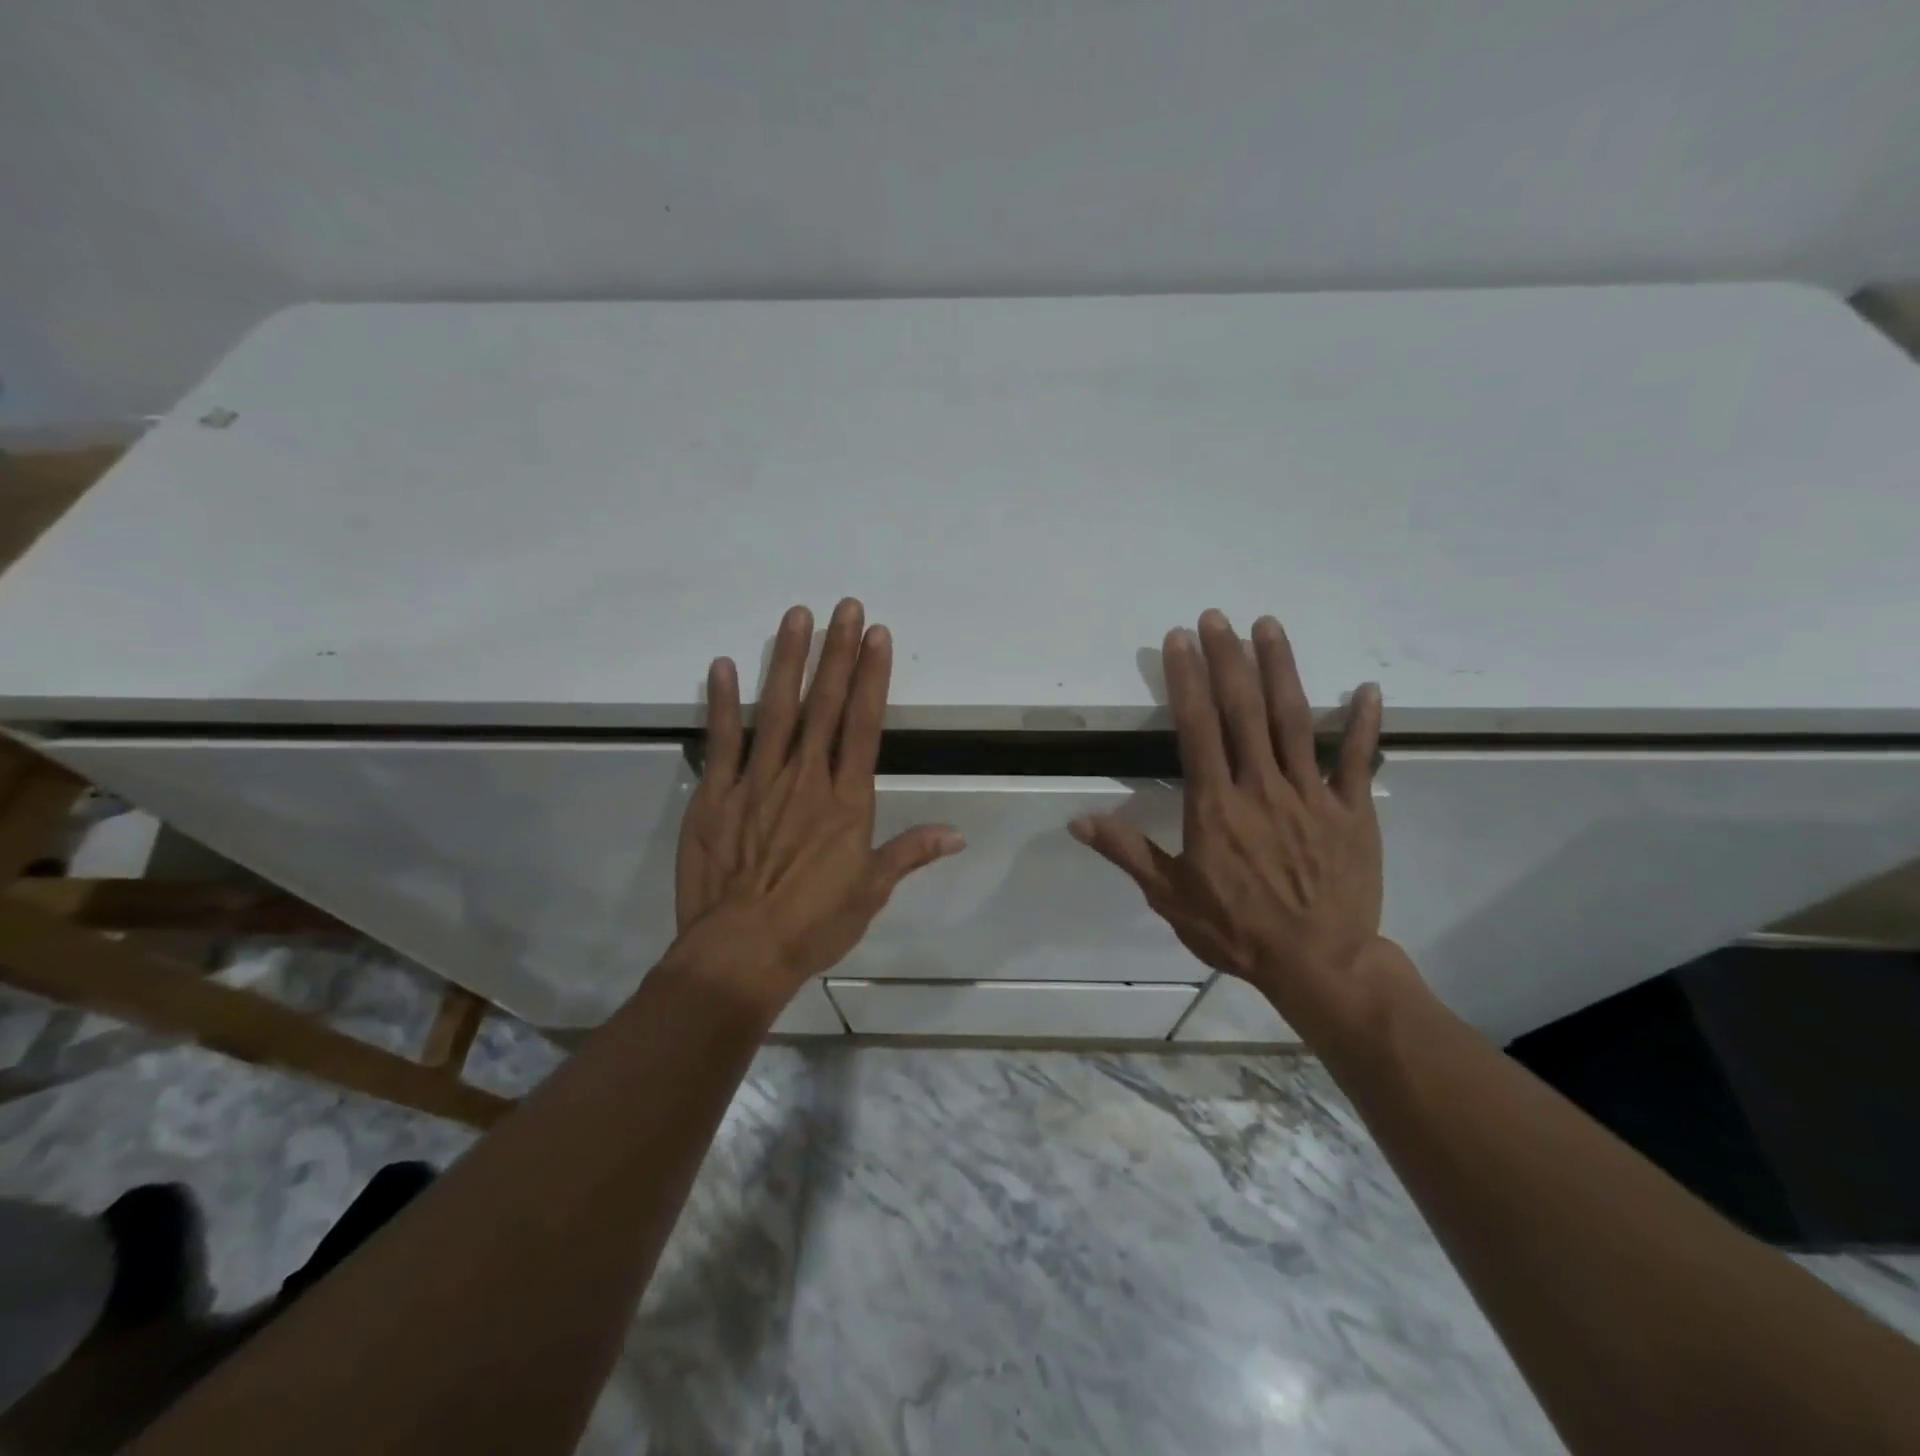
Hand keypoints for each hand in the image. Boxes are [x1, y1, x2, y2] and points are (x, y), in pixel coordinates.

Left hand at [670, 599, 963, 1013]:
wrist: (741, 953)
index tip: (876, 635)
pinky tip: (723, 665)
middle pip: (824, 705)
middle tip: (844, 606)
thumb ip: (910, 853)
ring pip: (776, 710)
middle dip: (837, 652)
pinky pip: (721, 740)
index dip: (871, 676)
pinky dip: (722, 702)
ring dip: (787, 660)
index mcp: (846, 800)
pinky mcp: (715, 795)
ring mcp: (756, 782)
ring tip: (795, 617)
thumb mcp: (871, 892)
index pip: (862, 724)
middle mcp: (805, 779)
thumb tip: (958, 833)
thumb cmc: (814, 924)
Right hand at [1071, 611, 1398, 1040]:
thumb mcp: (1171, 897)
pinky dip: (1364, 723)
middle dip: (1228, 659)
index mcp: (1216, 804)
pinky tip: (1366, 688)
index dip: (1186, 679)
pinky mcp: (1352, 810)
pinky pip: (1358, 759)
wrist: (1319, 965)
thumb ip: (1128, 852)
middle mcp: (1262, 786)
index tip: (1179, 640)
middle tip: (1217, 617)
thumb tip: (1078, 821)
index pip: (1197, 728)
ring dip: (1281, 669)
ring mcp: (1312, 794)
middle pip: (1243, 710)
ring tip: (1269, 626)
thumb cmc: (1237, 930)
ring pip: (1295, 720)